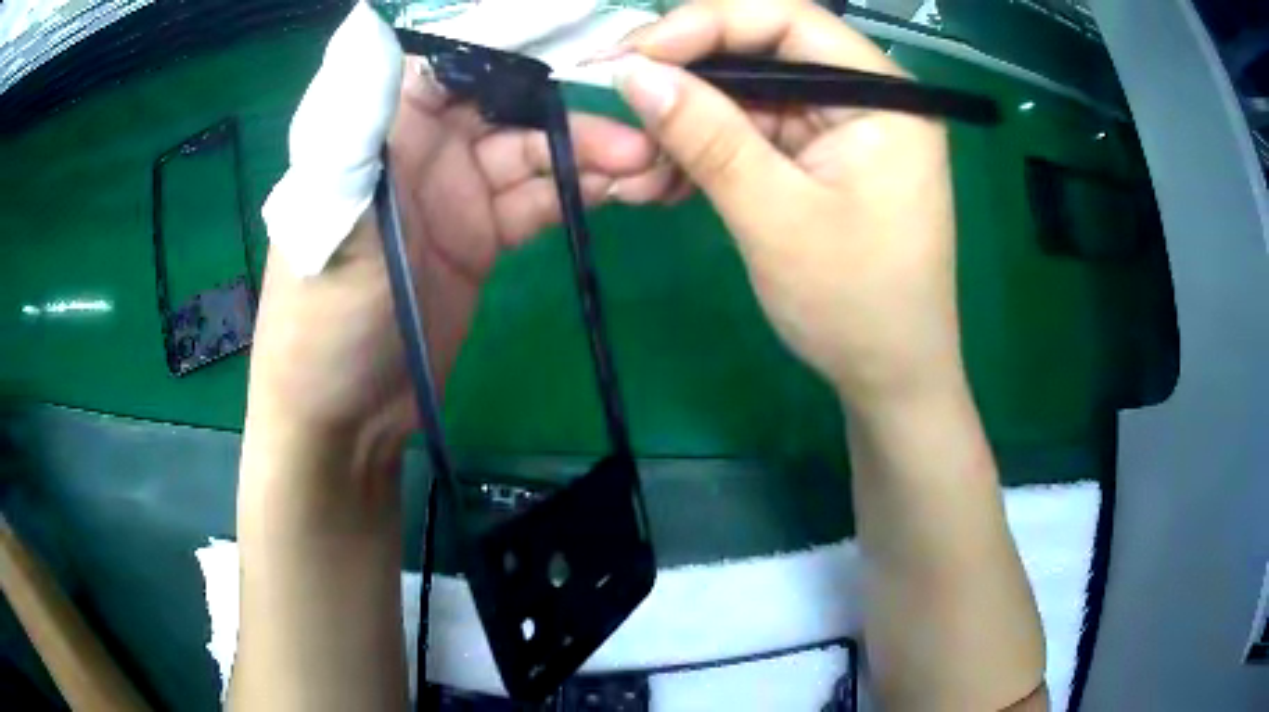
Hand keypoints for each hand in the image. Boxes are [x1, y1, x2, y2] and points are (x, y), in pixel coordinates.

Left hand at [247, 61, 677, 462]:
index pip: (458, 55)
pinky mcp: (482, 234)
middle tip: (643, 128)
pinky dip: (580, 191)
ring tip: (648, 165)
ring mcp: (456, 189)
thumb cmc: (322, 316)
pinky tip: (622, 192)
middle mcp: (422, 143)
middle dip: (575, 108)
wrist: (346, 417)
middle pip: (511, 100)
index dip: (523, 41)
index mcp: (383, 123)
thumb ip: (355, 121)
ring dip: (592, 153)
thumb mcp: (333, 215)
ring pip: (535, 150)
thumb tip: (370, 23)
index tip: (596, 41)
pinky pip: (540, 198)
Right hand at [613, 0, 964, 410]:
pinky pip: (753, 133)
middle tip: (619, 104)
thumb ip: (706, 135)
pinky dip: (706, 152)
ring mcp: (841, 126)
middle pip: (762, 52)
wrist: (889, 379)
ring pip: (748, 95)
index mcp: (881, 94)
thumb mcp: (775, 216)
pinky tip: (664, 181)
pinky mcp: (820, 157)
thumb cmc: (854, 305)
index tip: (631, 55)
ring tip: (635, 168)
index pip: (786, 19)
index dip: (703, 24)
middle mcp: (864, 96)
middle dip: (685, 78)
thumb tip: (631, 72)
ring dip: (686, 125)